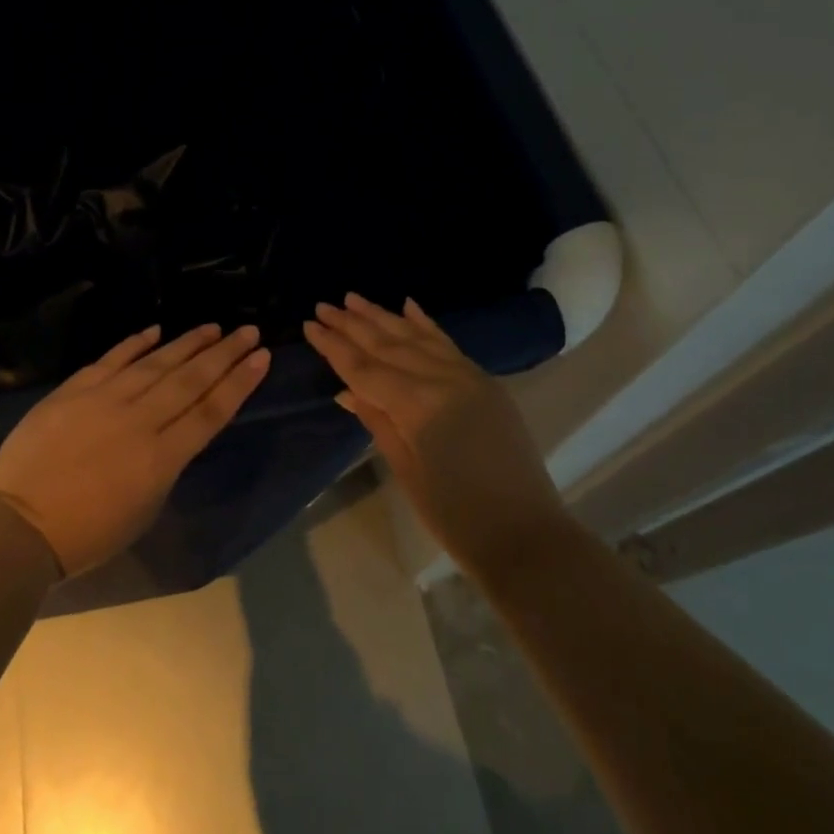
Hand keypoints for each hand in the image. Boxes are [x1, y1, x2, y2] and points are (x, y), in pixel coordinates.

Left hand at [0, 323, 270, 576]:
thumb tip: (172, 433)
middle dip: (224, 354)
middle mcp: (139, 420)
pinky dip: (135, 343)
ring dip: (187, 342)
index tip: (262, 357)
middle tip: (249, 330)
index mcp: (161, 458)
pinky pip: (112, 359)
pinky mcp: (74, 390)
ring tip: (213, 327)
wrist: (19, 526)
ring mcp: (104, 399)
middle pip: (190, 380)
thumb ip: (165, 465)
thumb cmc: (86, 534)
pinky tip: (156, 330)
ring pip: (156, 363)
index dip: (239, 382)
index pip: (210, 411)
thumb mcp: (144, 509)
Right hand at [305, 294, 565, 577]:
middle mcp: (442, 379)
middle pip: (388, 345)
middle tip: (323, 306)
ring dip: (383, 317)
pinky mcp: (484, 382)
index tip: (309, 325)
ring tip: (354, 299)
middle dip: (352, 325)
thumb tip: (347, 391)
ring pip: (416, 337)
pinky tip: (408, 305)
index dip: (334, 347)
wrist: (524, 534)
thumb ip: (377, 421)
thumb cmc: (454, 514)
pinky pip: (448, 344)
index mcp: (417, 405)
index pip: (365, 368)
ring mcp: (468, 376)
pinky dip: (426, 324)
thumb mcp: (405, 469)